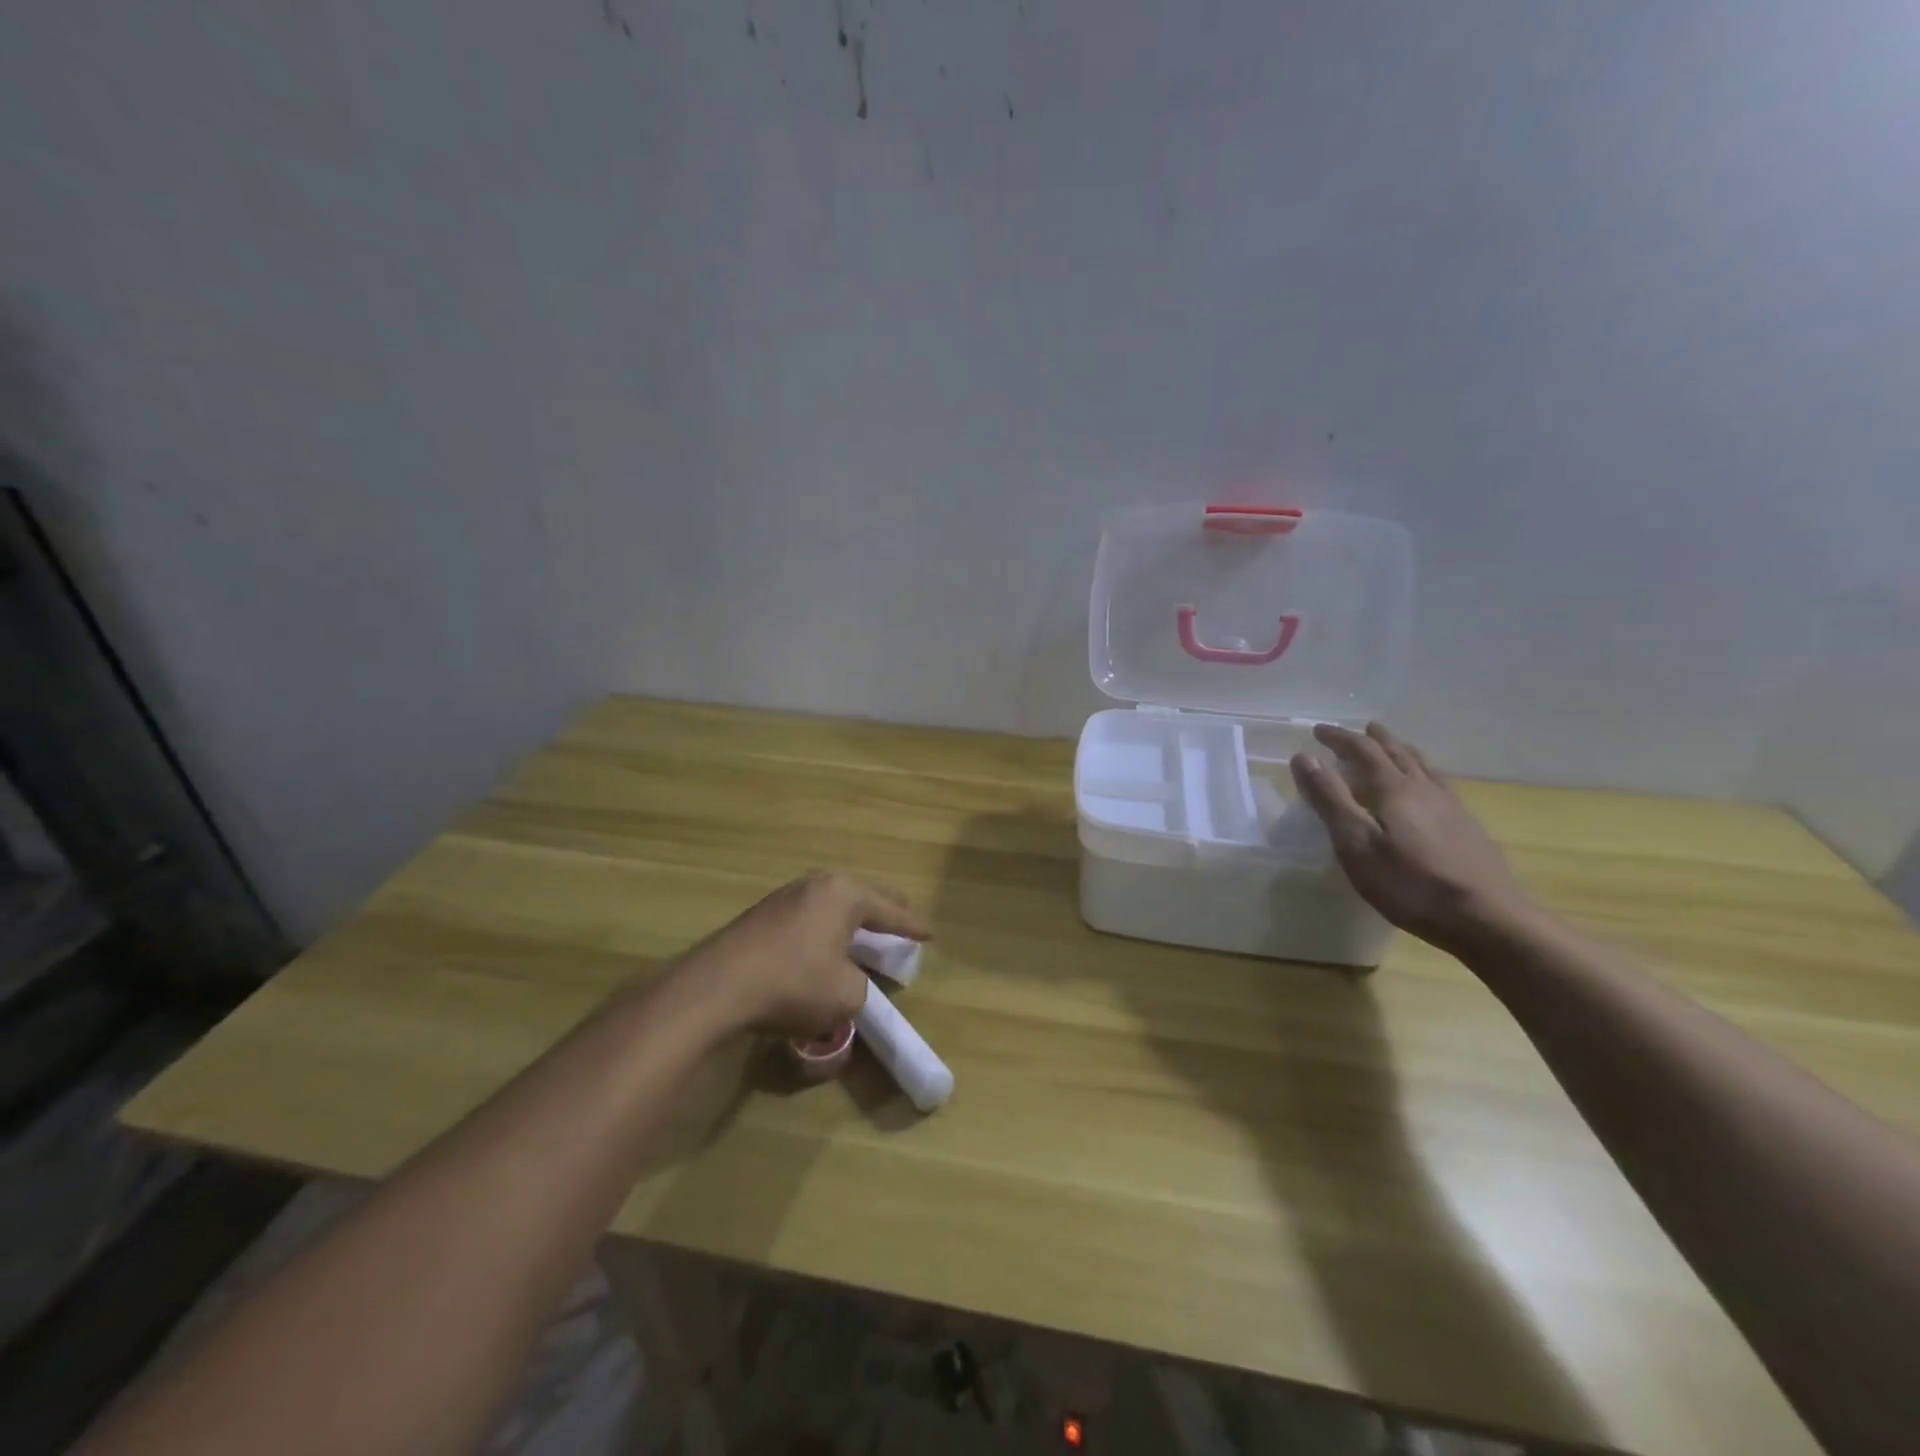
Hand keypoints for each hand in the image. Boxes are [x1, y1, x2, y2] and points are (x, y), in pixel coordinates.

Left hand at [676, 871, 930, 1038]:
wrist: (719, 986)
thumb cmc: (794, 983)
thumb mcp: (846, 996)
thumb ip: (862, 985)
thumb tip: (849, 980)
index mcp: (845, 894)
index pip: (890, 910)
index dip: (912, 926)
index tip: (930, 933)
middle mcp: (817, 884)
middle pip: (862, 896)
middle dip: (885, 910)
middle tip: (903, 921)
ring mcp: (786, 895)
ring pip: (833, 904)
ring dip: (851, 919)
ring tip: (866, 931)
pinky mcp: (763, 914)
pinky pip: (810, 916)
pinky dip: (826, 928)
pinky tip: (825, 944)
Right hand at [1289, 723, 1533, 953]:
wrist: (1487, 919)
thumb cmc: (1409, 884)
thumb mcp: (1356, 844)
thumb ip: (1330, 799)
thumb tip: (1304, 757)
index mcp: (1393, 789)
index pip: (1363, 751)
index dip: (1339, 738)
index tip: (1318, 730)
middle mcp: (1424, 789)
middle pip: (1398, 752)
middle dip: (1374, 739)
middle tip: (1360, 729)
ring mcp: (1451, 807)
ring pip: (1423, 766)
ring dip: (1402, 750)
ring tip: (1393, 745)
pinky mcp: (1467, 828)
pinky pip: (1439, 784)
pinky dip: (1423, 772)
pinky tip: (1428, 788)